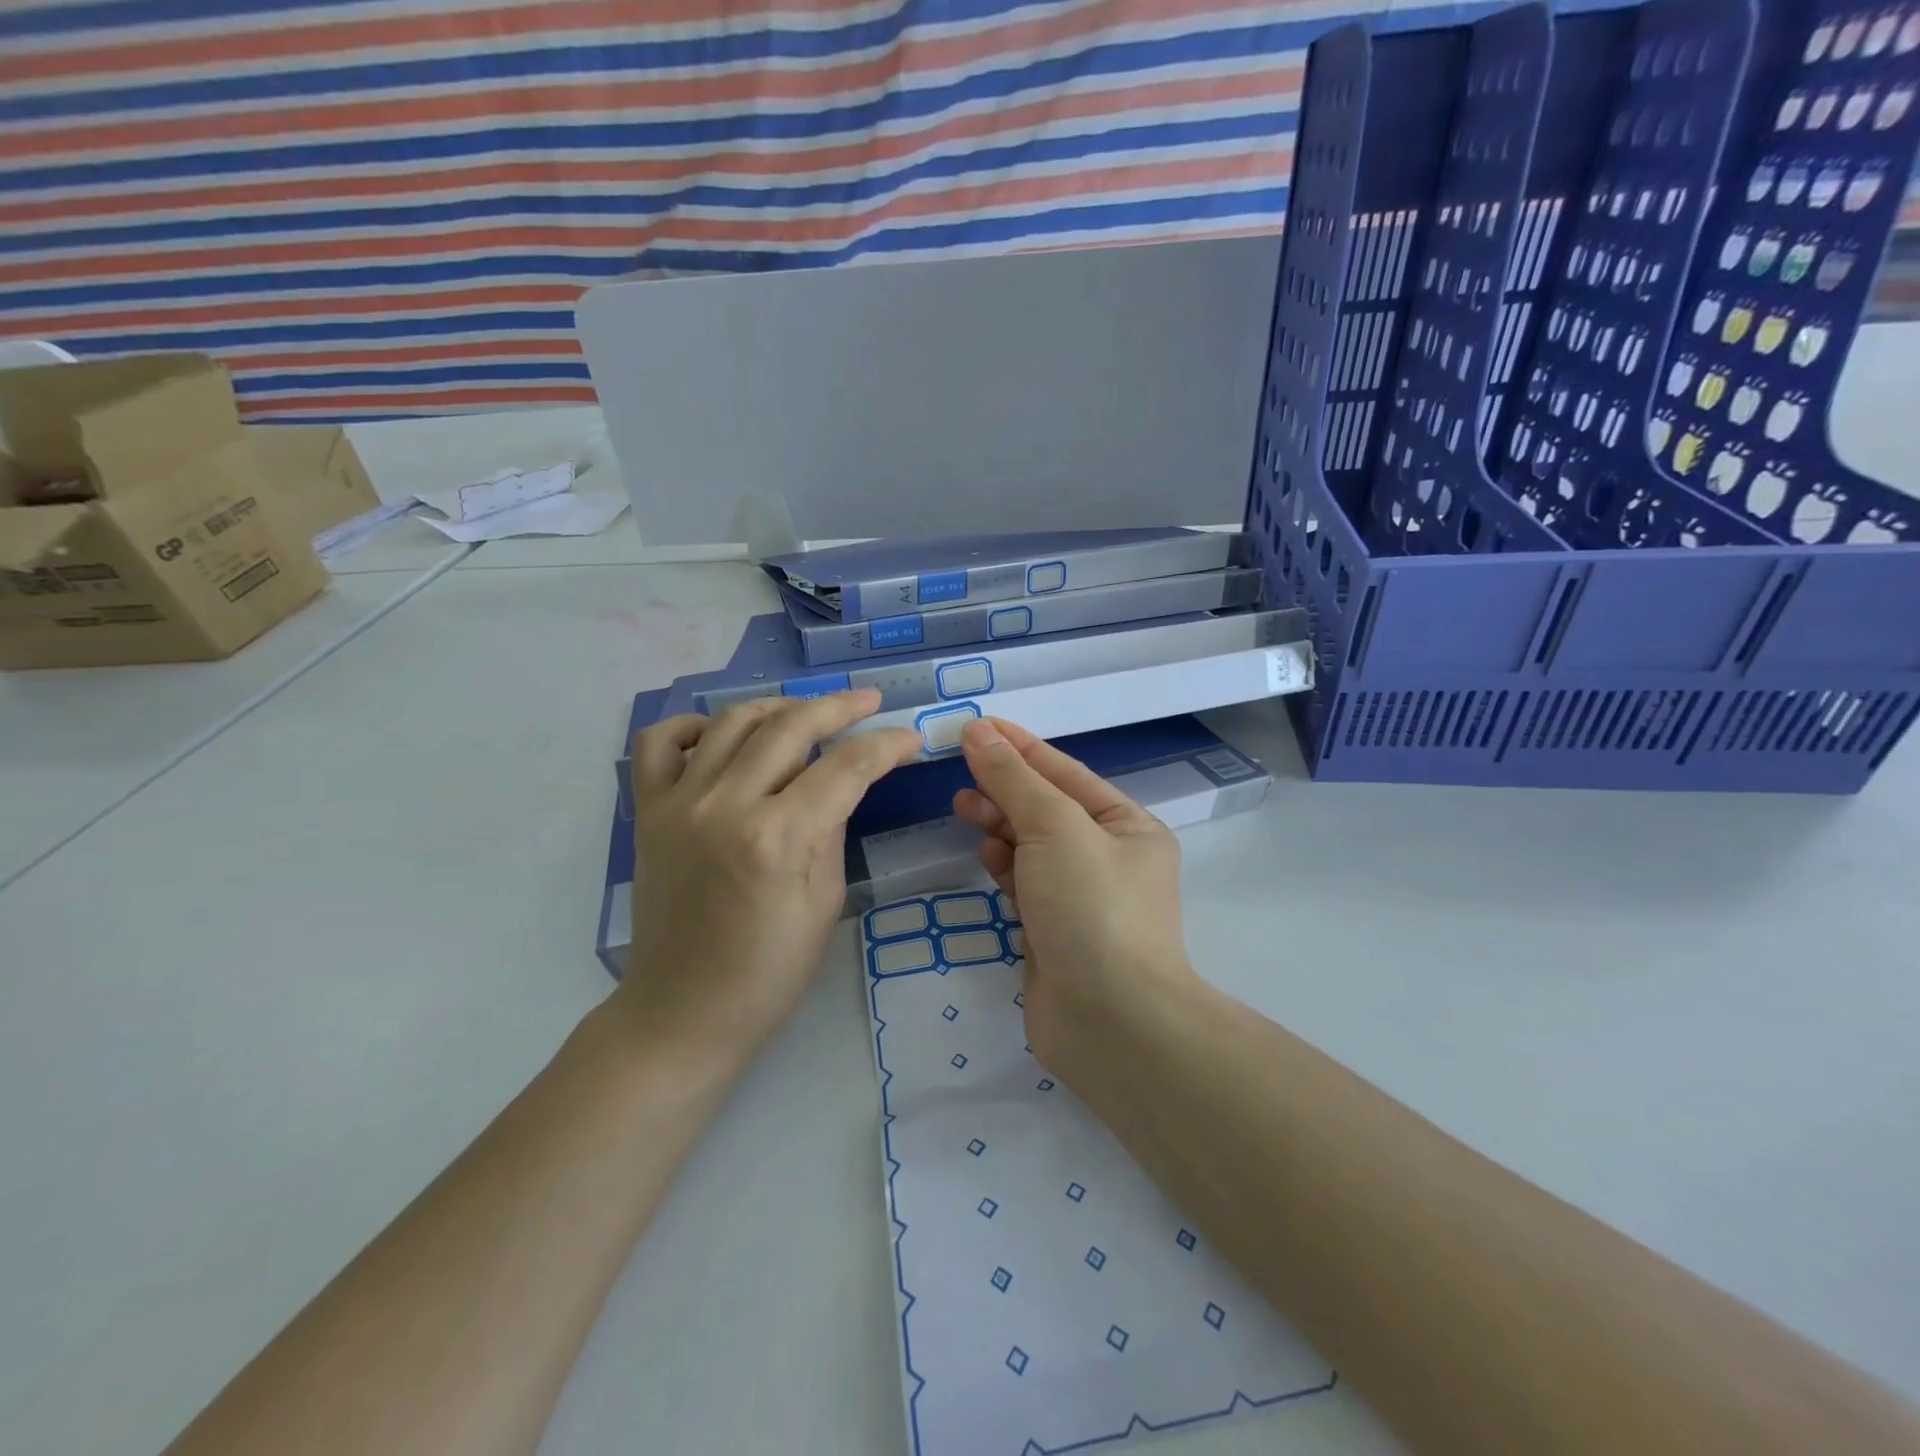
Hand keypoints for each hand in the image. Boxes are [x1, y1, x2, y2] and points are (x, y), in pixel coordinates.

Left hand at [623, 690, 919, 1063]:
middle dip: (839, 706)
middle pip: (790, 726)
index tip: (909, 738)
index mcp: (778, 838)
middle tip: (869, 702)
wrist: (682, 1012)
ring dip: (778, 706)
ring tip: (807, 713)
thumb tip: (841, 781)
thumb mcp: (824, 903)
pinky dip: (694, 725)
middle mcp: (725, 805)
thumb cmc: (768, 972)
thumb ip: (832, 828)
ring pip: (732, 720)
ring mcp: (678, 803)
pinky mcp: (647, 811)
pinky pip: (660, 742)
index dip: (885, 746)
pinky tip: (721, 736)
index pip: (845, 767)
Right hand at [952, 718, 1198, 1070]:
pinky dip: (1006, 868)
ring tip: (963, 807)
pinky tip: (987, 857)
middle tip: (960, 772)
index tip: (977, 726)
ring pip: (1033, 847)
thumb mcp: (1055, 827)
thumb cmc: (1091, 907)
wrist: (1109, 1021)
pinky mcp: (1055, 932)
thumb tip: (979, 731)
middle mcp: (1110, 859)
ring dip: (1001, 825)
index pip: (1066, 773)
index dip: (1020, 747)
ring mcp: (1082, 899)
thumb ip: (1014, 778)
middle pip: (1048, 808)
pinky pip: (1025, 885)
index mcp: (1128, 826)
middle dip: (1005, 787)